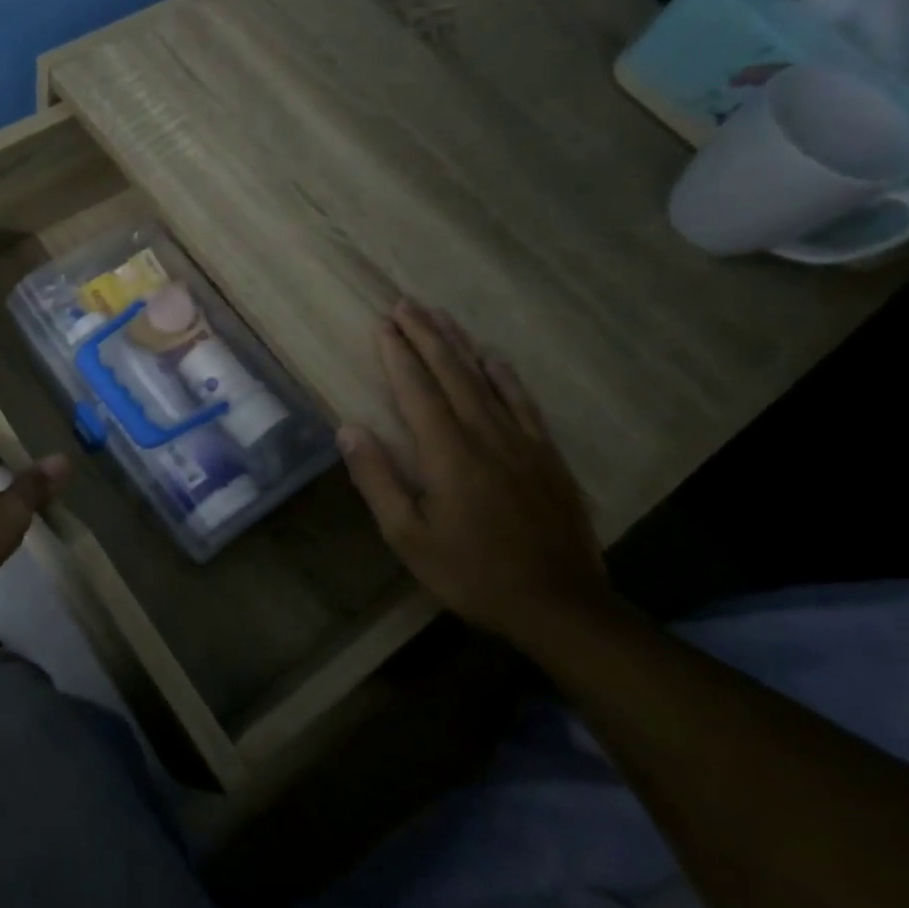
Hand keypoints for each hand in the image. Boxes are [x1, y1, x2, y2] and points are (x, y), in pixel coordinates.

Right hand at [336, 300, 608, 642]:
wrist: (559, 604)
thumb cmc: (471, 572)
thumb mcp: (408, 537)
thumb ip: (378, 480)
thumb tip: (349, 429)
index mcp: (447, 453)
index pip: (417, 390)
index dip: (397, 354)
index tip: (382, 324)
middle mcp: (484, 434)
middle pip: (451, 372)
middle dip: (425, 334)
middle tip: (406, 303)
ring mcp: (521, 441)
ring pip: (486, 379)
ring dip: (460, 344)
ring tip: (440, 315)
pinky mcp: (546, 455)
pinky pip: (523, 402)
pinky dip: (505, 375)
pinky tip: (494, 358)